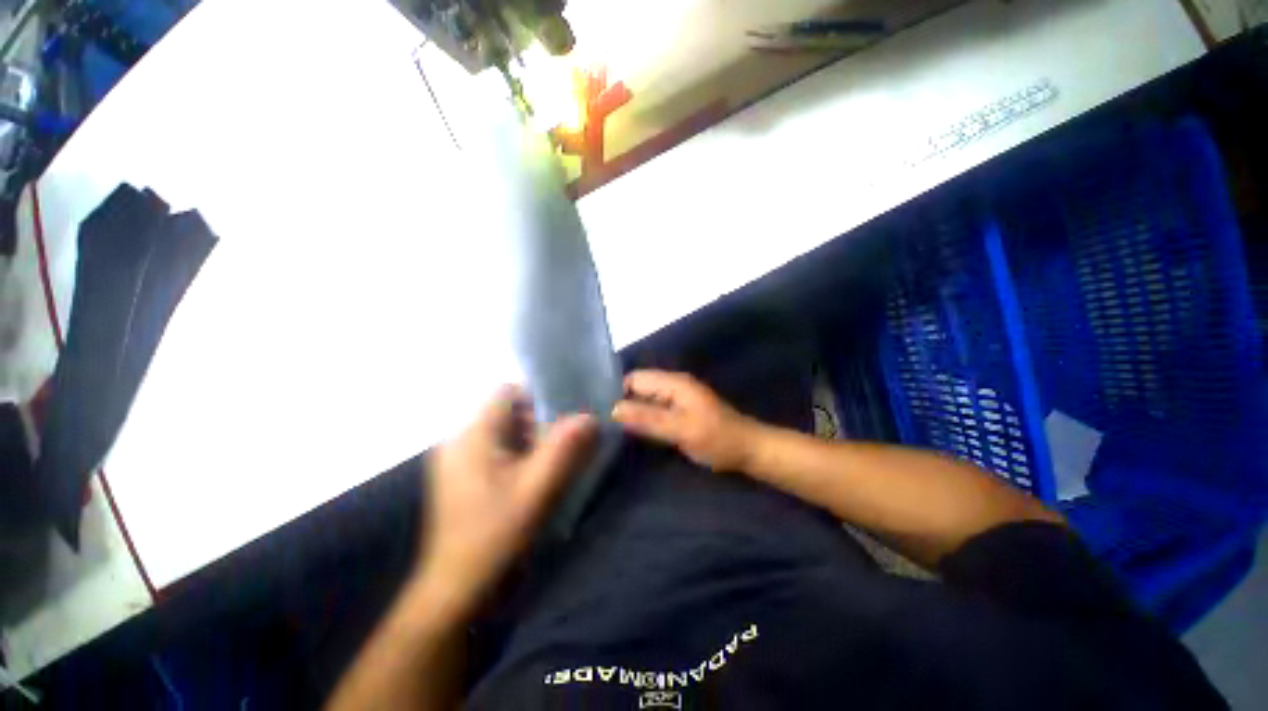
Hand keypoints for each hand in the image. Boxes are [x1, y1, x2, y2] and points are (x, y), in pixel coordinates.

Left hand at [416, 386, 596, 616]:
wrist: (455, 583)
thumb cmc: (494, 536)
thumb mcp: (535, 493)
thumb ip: (563, 451)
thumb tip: (589, 416)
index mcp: (471, 434)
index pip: (507, 392)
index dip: (540, 403)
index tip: (566, 431)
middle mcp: (456, 440)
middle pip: (503, 416)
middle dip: (536, 431)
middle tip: (562, 461)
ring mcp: (451, 464)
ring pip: (496, 440)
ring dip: (525, 452)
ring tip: (546, 481)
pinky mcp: (452, 485)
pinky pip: (485, 460)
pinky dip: (509, 468)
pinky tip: (524, 496)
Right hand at [612, 370, 761, 472]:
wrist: (749, 452)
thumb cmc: (718, 439)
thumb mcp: (681, 430)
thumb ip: (648, 419)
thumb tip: (612, 410)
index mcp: (674, 383)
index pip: (633, 379)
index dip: (614, 393)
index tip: (596, 414)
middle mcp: (673, 387)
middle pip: (637, 389)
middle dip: (620, 404)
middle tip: (598, 427)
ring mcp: (678, 401)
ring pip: (644, 402)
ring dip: (630, 415)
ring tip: (607, 433)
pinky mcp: (680, 417)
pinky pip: (654, 414)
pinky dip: (643, 422)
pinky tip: (629, 437)